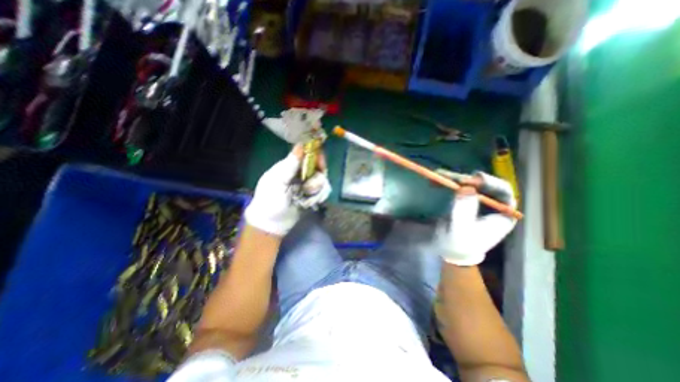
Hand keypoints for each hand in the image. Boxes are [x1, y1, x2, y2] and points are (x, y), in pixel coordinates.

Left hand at [246, 145, 330, 235]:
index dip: (316, 156)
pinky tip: (310, 204)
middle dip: (317, 179)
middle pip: (319, 168)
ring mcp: (308, 184)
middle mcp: (301, 173)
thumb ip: (290, 165)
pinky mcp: (313, 195)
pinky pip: (324, 192)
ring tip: (305, 199)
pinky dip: (318, 198)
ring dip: (316, 191)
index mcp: (290, 166)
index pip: (307, 155)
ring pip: (323, 181)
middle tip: (308, 189)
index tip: (321, 164)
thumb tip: (300, 145)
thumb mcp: (277, 181)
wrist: (272, 223)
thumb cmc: (270, 200)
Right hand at [438, 173, 518, 264]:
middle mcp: (492, 204)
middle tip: (450, 177)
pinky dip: (448, 181)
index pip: (503, 192)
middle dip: (466, 179)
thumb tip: (467, 188)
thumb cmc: (458, 243)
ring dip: (454, 178)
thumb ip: (464, 210)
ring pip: (469, 183)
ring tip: (438, 175)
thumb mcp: (460, 230)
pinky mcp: (465, 198)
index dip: (491, 182)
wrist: (448, 248)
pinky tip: (438, 179)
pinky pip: (458, 186)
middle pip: (484, 184)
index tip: (474, 178)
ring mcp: (478, 200)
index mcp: (502, 214)